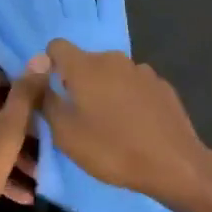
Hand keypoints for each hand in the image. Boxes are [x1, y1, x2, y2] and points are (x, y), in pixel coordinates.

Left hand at [0, 66, 46, 211]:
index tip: (42, 102)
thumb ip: (24, 98)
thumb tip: (40, 57)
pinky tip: (23, 195)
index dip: (19, 84)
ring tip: (40, 174)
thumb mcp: (7, 135)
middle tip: (49, 143)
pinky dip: (1, 171)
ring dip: (16, 153)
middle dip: (23, 125)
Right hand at [41, 41, 211, 211]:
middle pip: (85, 62)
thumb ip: (46, 101)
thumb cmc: (112, 149)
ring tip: (110, 124)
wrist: (175, 164)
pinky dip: (128, 99)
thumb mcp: (66, 134)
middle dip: (78, 83)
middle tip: (79, 117)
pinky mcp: (162, 86)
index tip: (53, 93)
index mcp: (85, 66)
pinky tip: (135, 126)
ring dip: (105, 91)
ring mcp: (142, 71)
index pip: (56, 47)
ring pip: (111, 74)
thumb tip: (36, 76)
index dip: (49, 65)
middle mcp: (113, 59)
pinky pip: (134, 86)